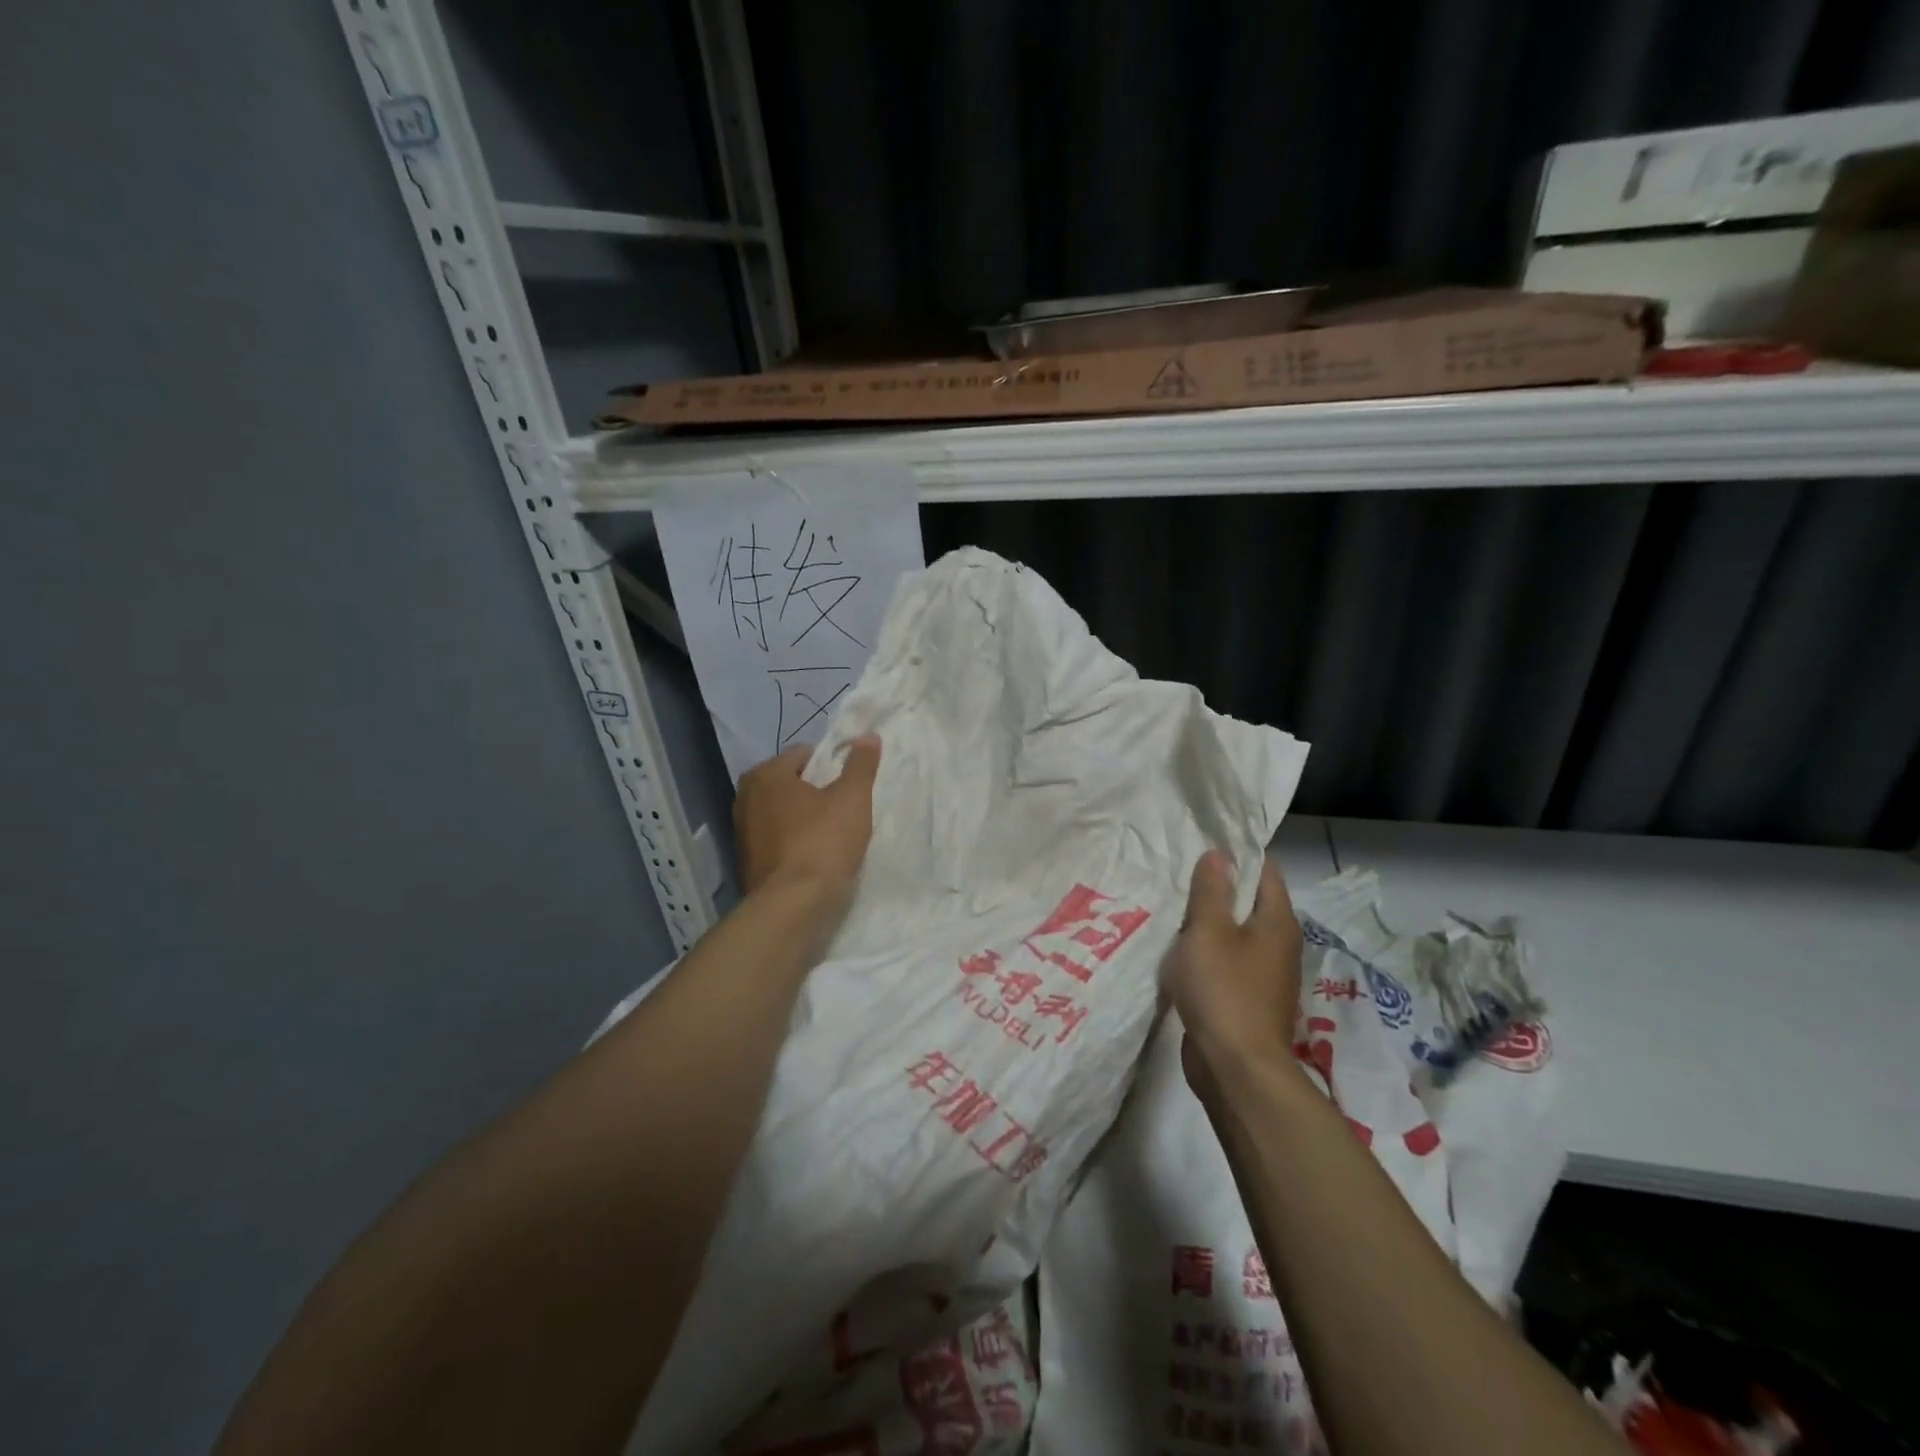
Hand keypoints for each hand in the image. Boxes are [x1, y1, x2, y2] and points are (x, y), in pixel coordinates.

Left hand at [734, 735, 881, 903]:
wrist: (792, 906)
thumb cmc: (823, 842)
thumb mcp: (853, 799)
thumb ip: (861, 764)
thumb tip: (868, 736)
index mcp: (765, 774)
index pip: (804, 754)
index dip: (832, 765)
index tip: (850, 786)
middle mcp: (745, 797)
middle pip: (791, 784)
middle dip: (815, 792)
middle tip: (844, 810)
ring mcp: (742, 832)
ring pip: (782, 813)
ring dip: (804, 819)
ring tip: (832, 835)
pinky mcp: (746, 863)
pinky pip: (777, 840)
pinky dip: (793, 843)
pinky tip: (814, 857)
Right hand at [1164, 851, 1303, 1094]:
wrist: (1236, 1068)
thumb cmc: (1224, 990)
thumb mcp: (1209, 931)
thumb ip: (1211, 891)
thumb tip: (1218, 854)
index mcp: (1277, 922)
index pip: (1265, 872)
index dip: (1238, 855)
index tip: (1204, 843)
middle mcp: (1278, 946)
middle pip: (1250, 903)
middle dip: (1218, 888)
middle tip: (1179, 873)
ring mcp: (1264, 976)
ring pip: (1235, 935)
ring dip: (1208, 923)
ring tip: (1172, 908)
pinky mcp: (1246, 1001)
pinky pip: (1225, 964)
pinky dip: (1206, 954)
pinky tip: (1178, 952)